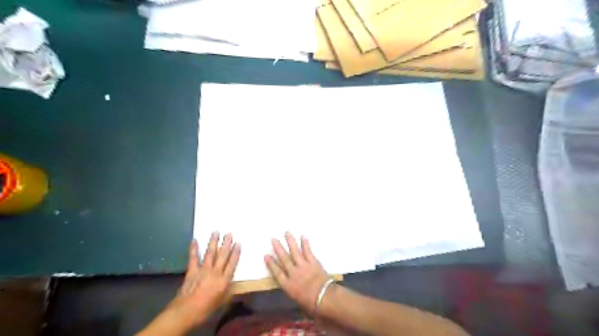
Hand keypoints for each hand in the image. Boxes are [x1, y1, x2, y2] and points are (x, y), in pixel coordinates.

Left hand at [168, 232, 240, 326]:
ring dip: (213, 242)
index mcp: (224, 280)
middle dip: (226, 244)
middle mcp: (215, 272)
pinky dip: (193, 249)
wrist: (185, 312)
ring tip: (216, 232)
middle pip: (222, 255)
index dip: (236, 253)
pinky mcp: (192, 271)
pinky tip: (194, 240)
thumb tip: (233, 283)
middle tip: (229, 233)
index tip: (238, 243)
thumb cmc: (205, 309)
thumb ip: (228, 291)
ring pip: (210, 253)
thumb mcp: (222, 302)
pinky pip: (193, 258)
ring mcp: (203, 270)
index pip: (232, 263)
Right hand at [264, 234, 328, 313]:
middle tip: (273, 239)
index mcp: (288, 285)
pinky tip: (302, 236)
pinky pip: (308, 251)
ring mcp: (303, 266)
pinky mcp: (313, 262)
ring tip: (287, 233)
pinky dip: (305, 243)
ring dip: (290, 242)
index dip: (271, 263)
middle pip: (284, 259)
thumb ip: (292, 290)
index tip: (266, 255)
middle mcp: (293, 274)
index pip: (277, 272)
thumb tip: (291, 285)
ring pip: (295, 252)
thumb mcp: (297, 300)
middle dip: (278, 248)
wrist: (325, 298)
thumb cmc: (311, 304)